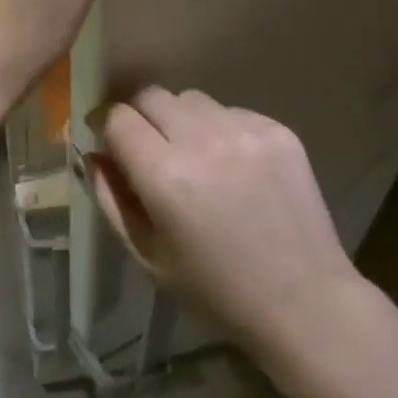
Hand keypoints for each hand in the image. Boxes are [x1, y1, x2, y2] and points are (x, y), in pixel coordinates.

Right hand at [91, 88, 362, 357]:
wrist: (304, 302)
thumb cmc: (218, 291)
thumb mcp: (150, 258)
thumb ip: (113, 200)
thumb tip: (92, 154)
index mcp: (166, 177)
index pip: (118, 117)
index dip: (106, 125)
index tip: (108, 139)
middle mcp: (202, 141)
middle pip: (152, 95)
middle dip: (140, 115)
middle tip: (148, 146)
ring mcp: (243, 130)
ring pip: (192, 99)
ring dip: (181, 119)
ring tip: (195, 156)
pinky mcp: (275, 128)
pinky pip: (230, 111)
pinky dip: (220, 129)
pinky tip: (233, 166)